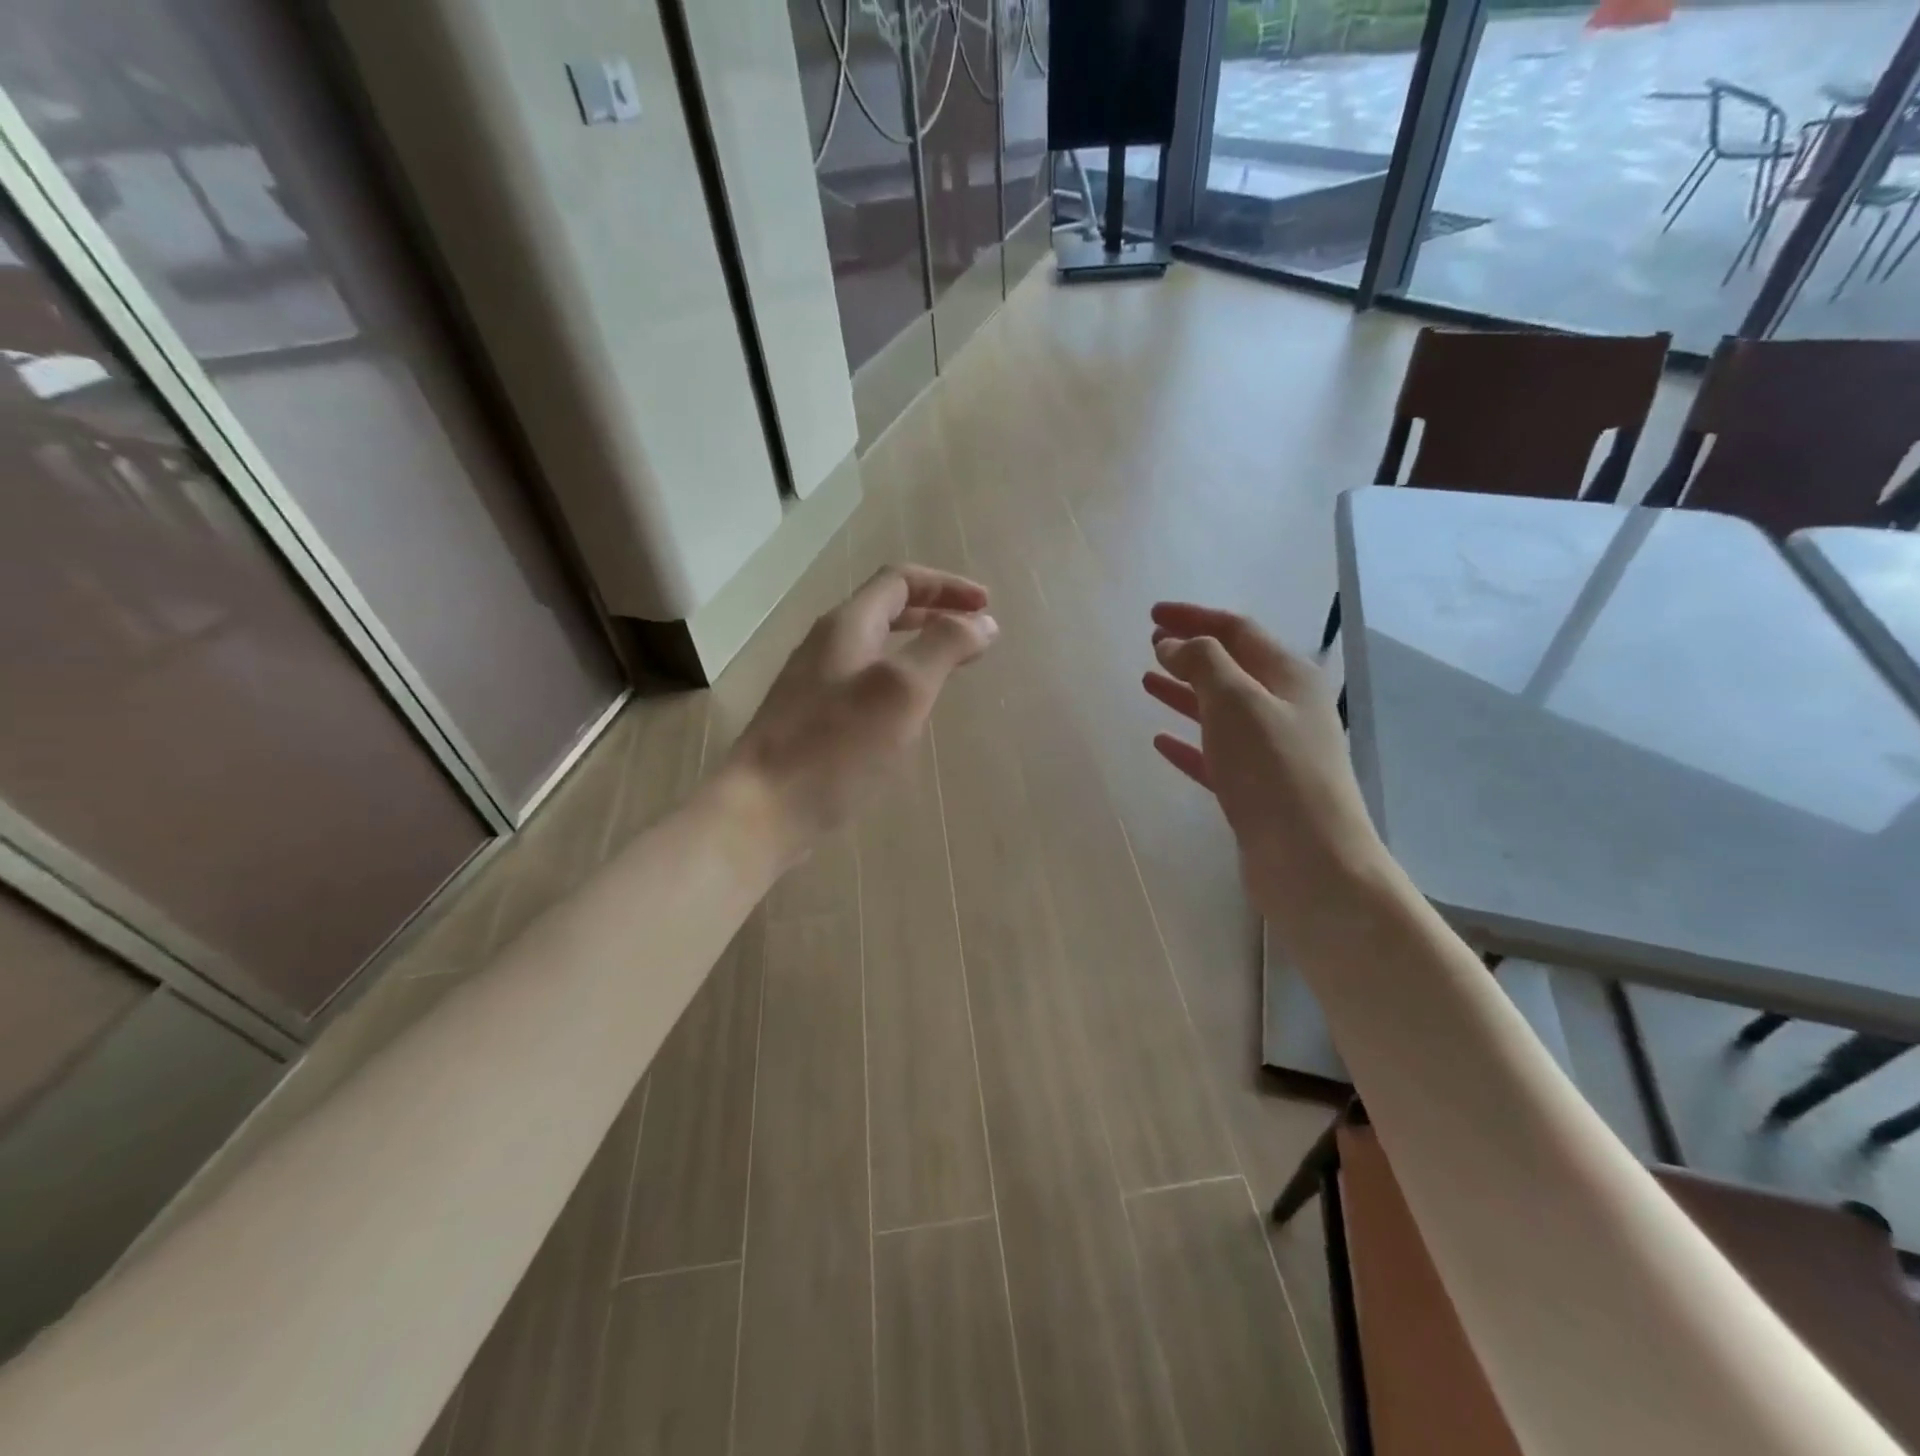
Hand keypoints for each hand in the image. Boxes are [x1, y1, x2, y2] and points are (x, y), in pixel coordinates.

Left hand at [720, 564, 996, 867]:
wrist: (764, 808)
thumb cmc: (837, 746)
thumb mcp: (902, 689)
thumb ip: (944, 647)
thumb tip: (983, 622)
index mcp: (847, 626)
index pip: (900, 580)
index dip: (947, 586)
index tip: (986, 607)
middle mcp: (827, 645)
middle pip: (886, 609)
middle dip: (935, 612)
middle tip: (974, 632)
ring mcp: (814, 682)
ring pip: (874, 647)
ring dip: (917, 646)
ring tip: (948, 666)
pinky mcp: (811, 718)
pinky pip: (863, 681)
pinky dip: (897, 678)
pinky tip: (907, 712)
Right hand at [1142, 602, 1389, 939]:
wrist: (1309, 861)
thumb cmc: (1272, 770)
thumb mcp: (1235, 702)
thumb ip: (1203, 663)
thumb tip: (1174, 643)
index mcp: (1288, 677)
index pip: (1237, 631)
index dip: (1194, 617)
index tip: (1152, 614)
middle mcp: (1285, 708)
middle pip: (1231, 668)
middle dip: (1190, 652)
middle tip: (1150, 644)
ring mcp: (1272, 751)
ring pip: (1220, 710)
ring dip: (1184, 693)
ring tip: (1148, 681)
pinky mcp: (1256, 788)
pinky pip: (1215, 753)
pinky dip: (1188, 742)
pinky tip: (1160, 741)